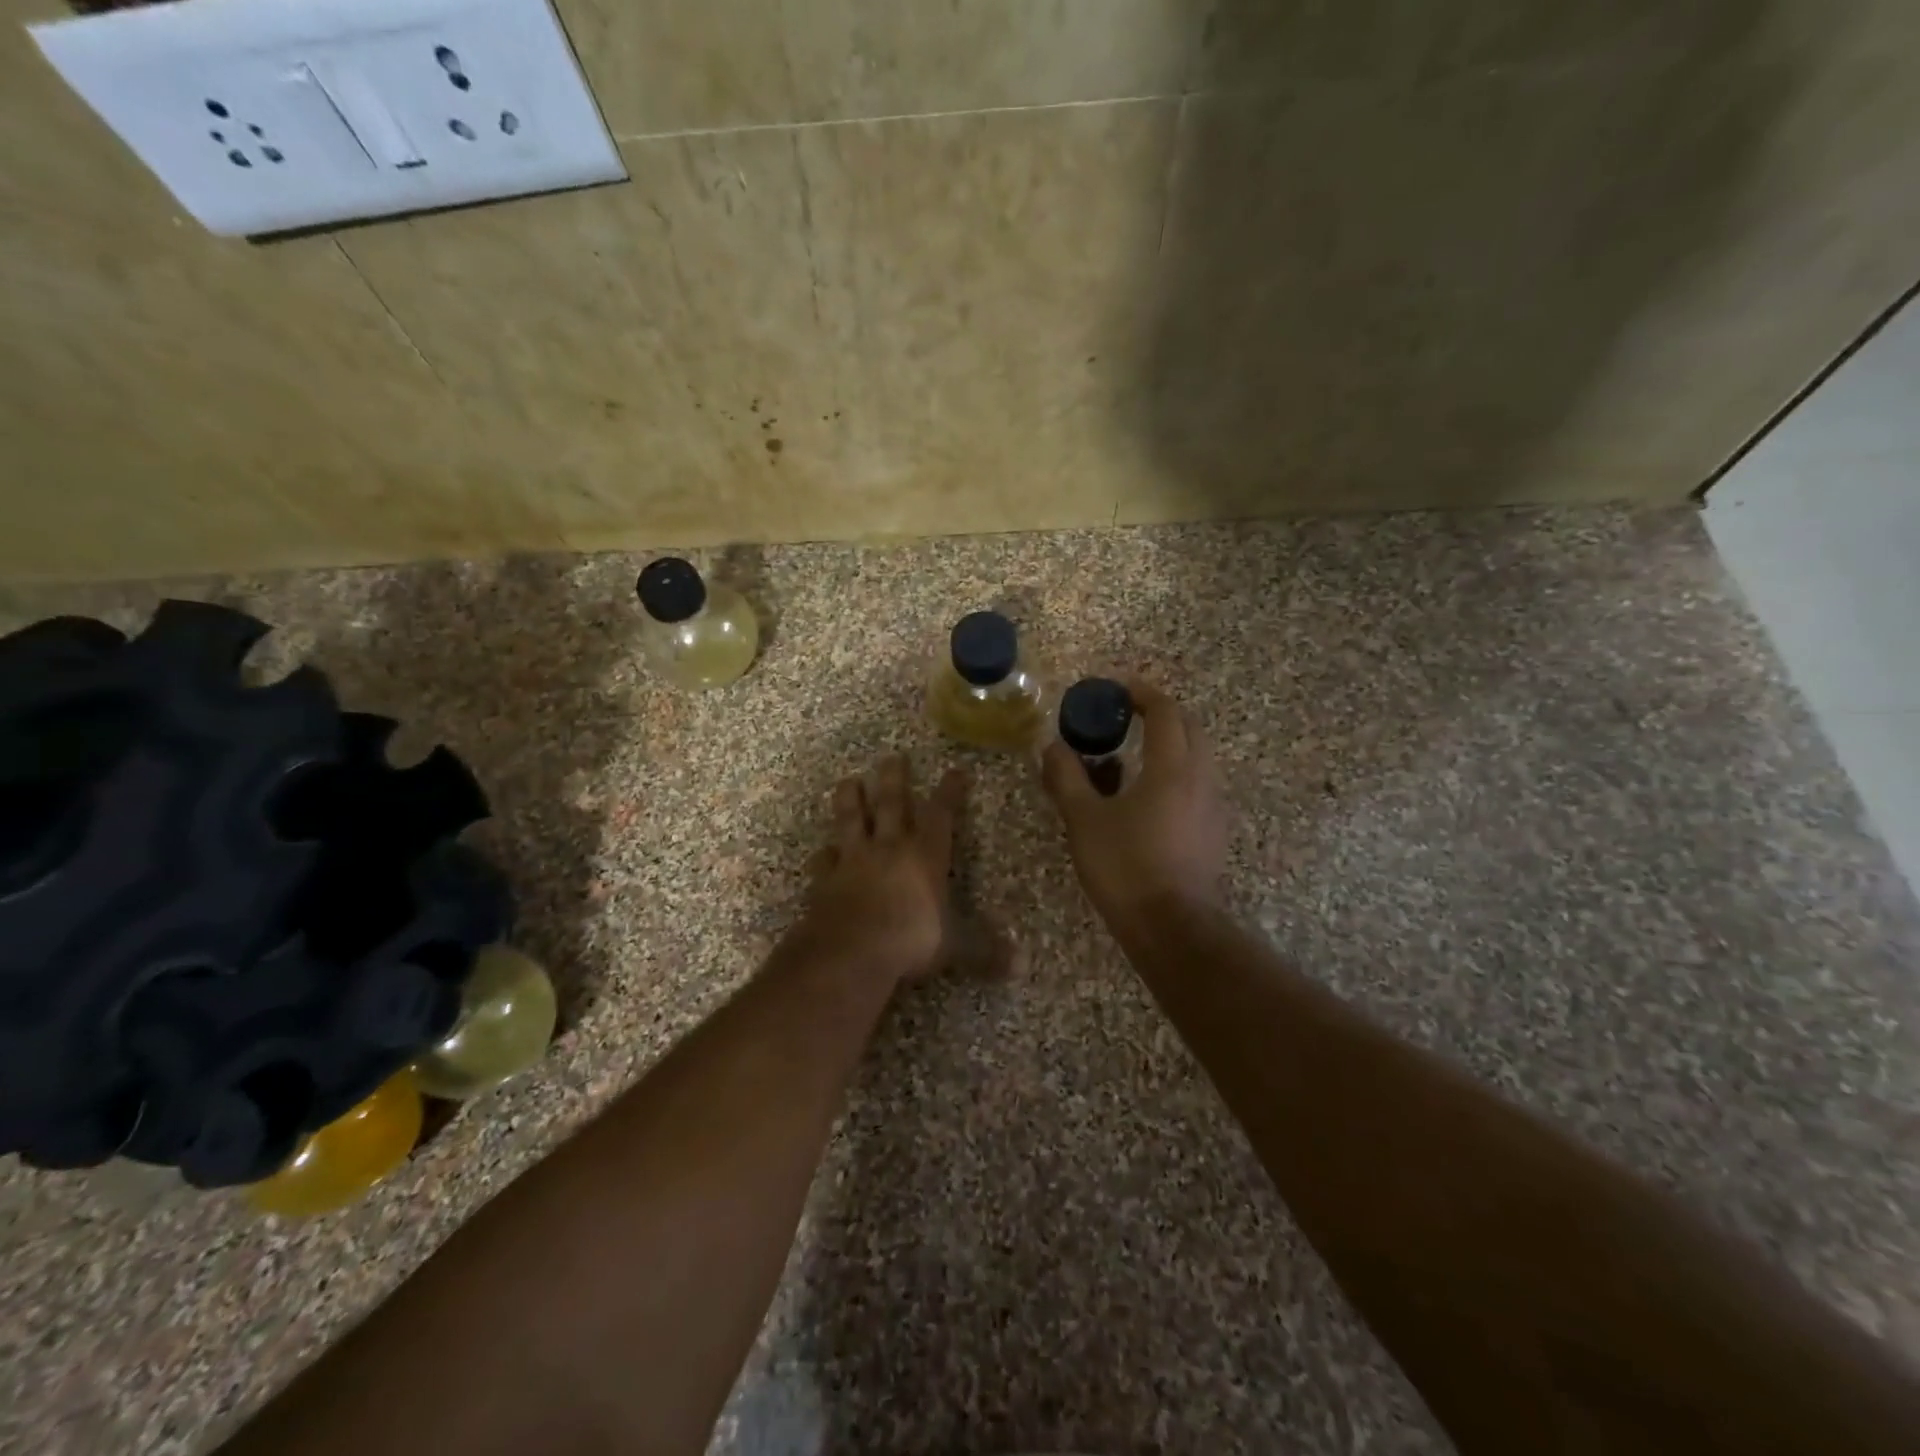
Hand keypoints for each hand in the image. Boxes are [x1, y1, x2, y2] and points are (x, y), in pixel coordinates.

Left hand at [799, 754, 967, 983]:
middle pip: (890, 803)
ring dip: (850, 799)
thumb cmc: (910, 940)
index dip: (949, 792)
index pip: (940, 815)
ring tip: (848, 780)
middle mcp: (889, 848)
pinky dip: (823, 855)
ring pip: (850, 820)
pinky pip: (823, 861)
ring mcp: (853, 861)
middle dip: (893, 778)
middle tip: (891, 756)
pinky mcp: (825, 880)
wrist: (851, 951)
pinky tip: (822, 851)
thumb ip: (984, 952)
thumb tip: (1021, 966)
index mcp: (924, 856)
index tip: (954, 771)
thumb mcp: (955, 947)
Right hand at [1041, 679, 1227, 926]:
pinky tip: (1146, 796)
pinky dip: (1174, 773)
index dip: (1142, 692)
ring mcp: (1213, 806)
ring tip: (1131, 756)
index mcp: (1172, 768)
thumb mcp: (1084, 819)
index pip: (1166, 711)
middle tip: (1126, 716)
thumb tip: (1051, 746)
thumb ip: (1066, 777)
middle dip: (1160, 713)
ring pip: (1196, 757)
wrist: (1171, 927)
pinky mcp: (1213, 831)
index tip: (1116, 688)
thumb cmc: (1125, 867)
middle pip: (1189, 727)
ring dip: (1168, 744)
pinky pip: (1197, 784)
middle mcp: (1201, 778)